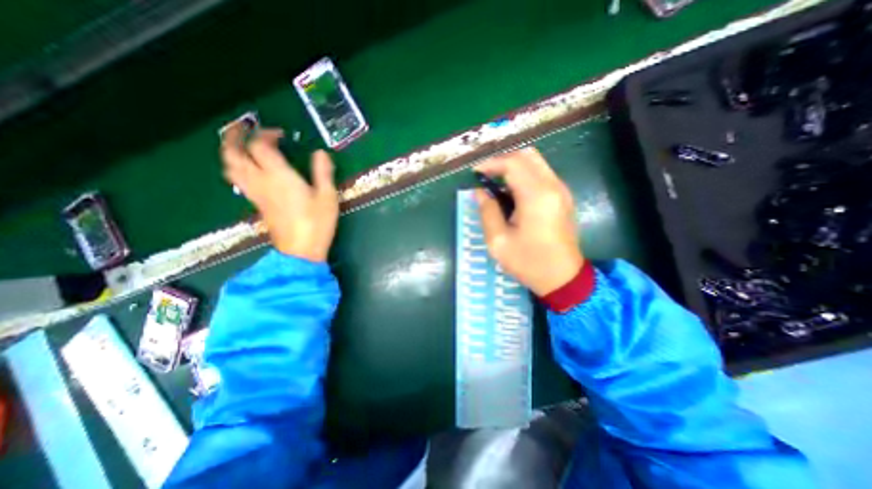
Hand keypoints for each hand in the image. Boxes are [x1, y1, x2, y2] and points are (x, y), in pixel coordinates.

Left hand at [221, 127, 336, 263]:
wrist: (301, 250)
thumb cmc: (317, 222)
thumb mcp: (327, 196)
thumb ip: (323, 172)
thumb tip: (320, 153)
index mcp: (279, 176)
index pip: (260, 146)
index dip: (266, 134)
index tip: (280, 134)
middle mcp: (261, 181)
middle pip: (233, 153)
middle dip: (234, 136)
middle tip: (243, 128)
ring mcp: (255, 194)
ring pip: (230, 167)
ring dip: (230, 152)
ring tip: (241, 146)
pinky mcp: (256, 204)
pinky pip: (238, 181)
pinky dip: (237, 168)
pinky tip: (249, 170)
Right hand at [474, 147, 581, 296]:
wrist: (563, 278)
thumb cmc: (529, 262)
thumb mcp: (498, 241)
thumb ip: (487, 212)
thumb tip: (480, 192)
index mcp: (536, 196)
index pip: (512, 163)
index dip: (491, 164)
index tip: (475, 173)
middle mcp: (552, 186)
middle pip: (527, 156)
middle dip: (502, 161)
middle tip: (486, 176)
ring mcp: (561, 190)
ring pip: (536, 162)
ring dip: (513, 167)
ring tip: (496, 183)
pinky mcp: (563, 197)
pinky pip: (542, 174)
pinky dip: (524, 175)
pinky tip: (512, 192)